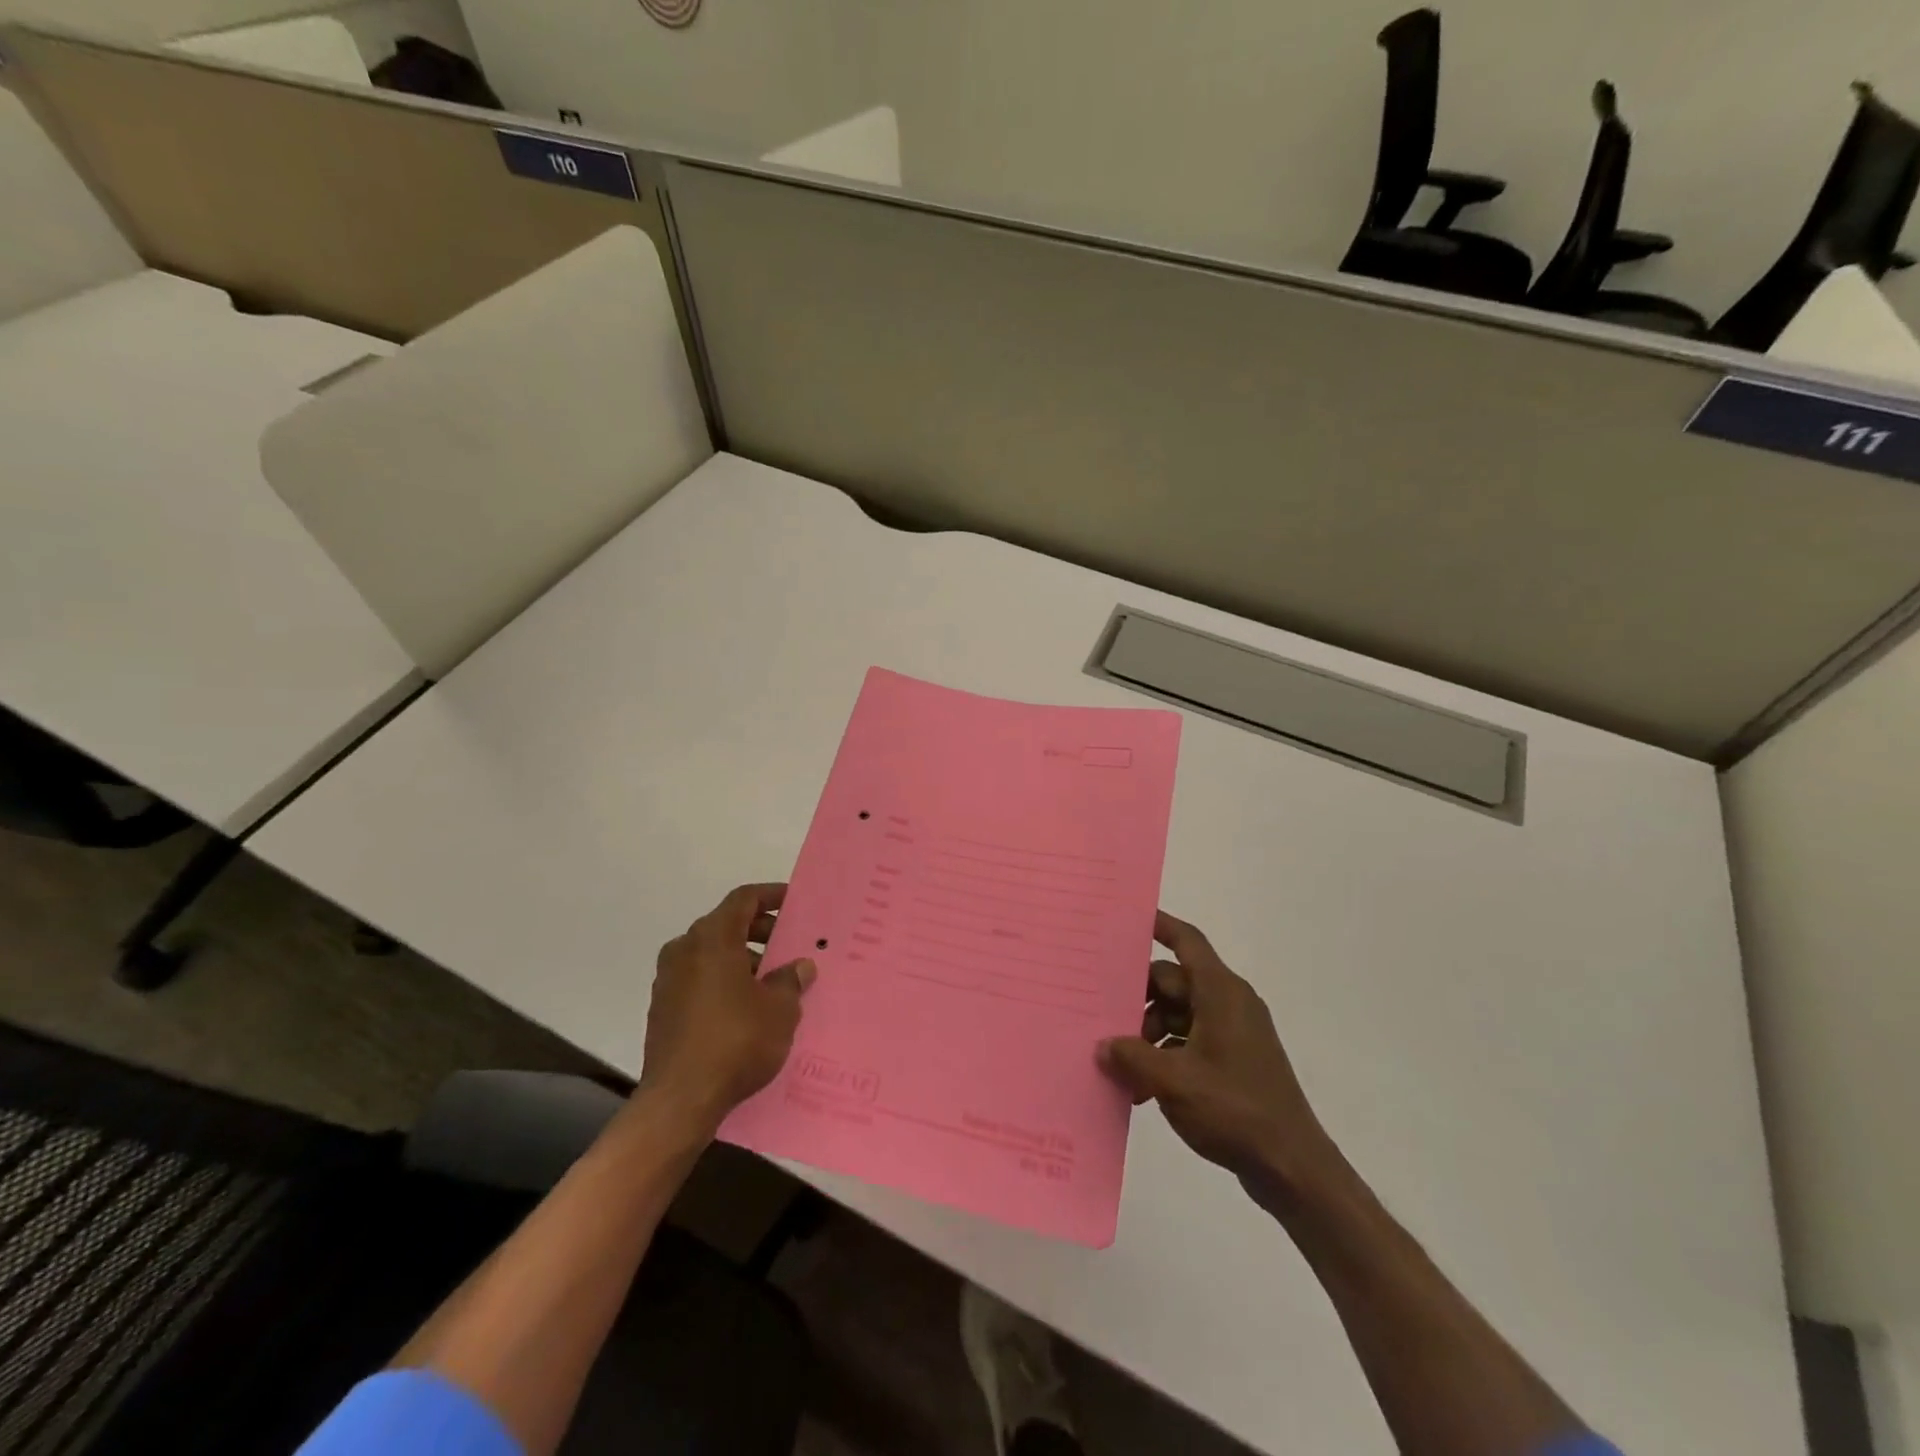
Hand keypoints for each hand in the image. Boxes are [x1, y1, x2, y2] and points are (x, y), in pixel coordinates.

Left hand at [641, 883, 815, 1127]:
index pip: (743, 899)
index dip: (771, 896)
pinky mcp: (663, 1009)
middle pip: (726, 925)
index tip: (794, 903)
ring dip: (742, 959)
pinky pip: (699, 979)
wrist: (680, 1101)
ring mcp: (669, 980)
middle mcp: (684, 950)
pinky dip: (723, 981)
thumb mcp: (779, 1010)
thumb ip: (790, 980)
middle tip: (789, 945)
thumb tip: (800, 966)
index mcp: (712, 939)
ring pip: (711, 954)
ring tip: (773, 981)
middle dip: (760, 931)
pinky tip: (747, 1007)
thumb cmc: (736, 1041)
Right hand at [1098, 911, 1337, 1199]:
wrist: (1293, 1168)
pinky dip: (1164, 1056)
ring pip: (1177, 1015)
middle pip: (1172, 982)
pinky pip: (1188, 1042)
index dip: (1159, 925)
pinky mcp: (1233, 1061)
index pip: (1187, 941)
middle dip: (1137, 1001)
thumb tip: (1104, 1045)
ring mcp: (1232, 1033)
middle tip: (1102, 1018)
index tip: (1125, 919)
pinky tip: (1141, 1089)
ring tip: (1122, 1069)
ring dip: (1147, 1036)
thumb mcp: (1173, 1080)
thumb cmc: (1235, 1110)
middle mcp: (1228, 1003)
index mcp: (1220, 992)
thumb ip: (1132, 1056)